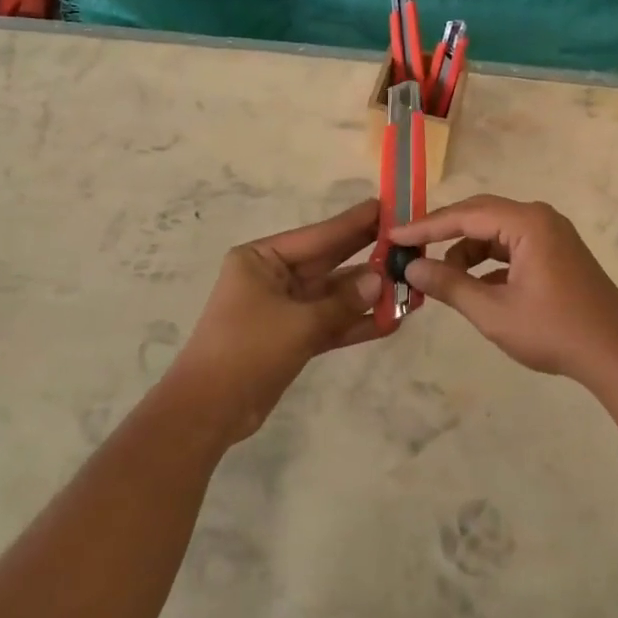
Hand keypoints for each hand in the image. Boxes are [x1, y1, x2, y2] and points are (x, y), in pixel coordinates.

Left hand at [171, 199, 383, 439]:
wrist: (208, 410)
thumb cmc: (247, 350)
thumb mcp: (298, 322)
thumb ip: (343, 302)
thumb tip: (381, 280)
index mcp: (261, 259)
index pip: (317, 236)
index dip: (353, 223)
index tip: (386, 207)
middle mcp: (272, 277)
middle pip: (328, 262)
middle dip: (365, 254)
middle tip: (406, 238)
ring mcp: (283, 308)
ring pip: (333, 295)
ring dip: (367, 294)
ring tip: (410, 284)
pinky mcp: (291, 337)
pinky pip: (329, 323)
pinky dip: (356, 323)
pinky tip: (391, 321)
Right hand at [393, 195, 617, 383]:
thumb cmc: (554, 330)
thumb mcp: (494, 311)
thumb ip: (450, 285)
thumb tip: (411, 269)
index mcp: (527, 223)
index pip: (464, 215)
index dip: (425, 226)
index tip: (393, 236)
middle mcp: (539, 218)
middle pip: (479, 215)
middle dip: (443, 234)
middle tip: (409, 250)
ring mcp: (551, 234)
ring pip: (495, 233)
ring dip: (466, 252)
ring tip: (443, 280)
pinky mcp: (556, 253)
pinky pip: (511, 246)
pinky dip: (488, 262)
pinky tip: (474, 287)